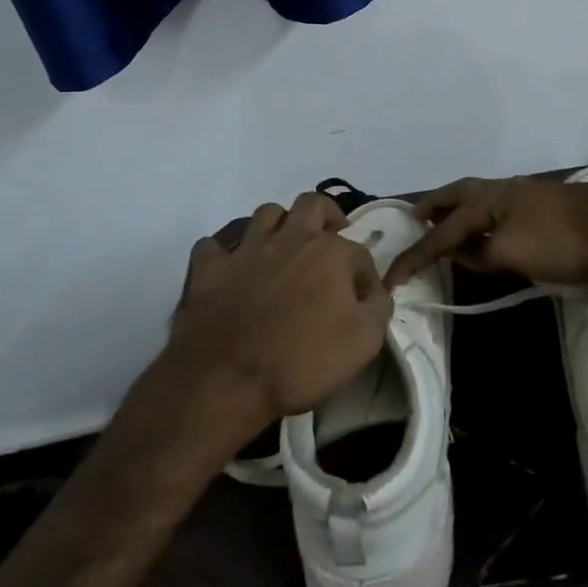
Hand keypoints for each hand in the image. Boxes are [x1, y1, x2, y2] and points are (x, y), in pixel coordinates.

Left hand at [164, 192, 388, 434]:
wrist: (228, 382)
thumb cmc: (302, 362)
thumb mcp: (364, 342)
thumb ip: (378, 307)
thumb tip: (375, 291)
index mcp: (329, 252)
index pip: (358, 251)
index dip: (364, 275)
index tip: (362, 300)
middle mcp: (289, 238)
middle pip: (311, 204)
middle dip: (326, 217)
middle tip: (328, 242)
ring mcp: (246, 249)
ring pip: (266, 213)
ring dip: (278, 226)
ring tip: (283, 249)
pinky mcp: (210, 267)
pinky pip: (214, 243)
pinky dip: (225, 251)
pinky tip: (232, 268)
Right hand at [386, 175, 587, 288]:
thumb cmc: (562, 240)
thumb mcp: (513, 254)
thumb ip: (481, 254)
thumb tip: (461, 252)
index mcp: (486, 201)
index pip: (441, 233)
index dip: (415, 256)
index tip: (391, 279)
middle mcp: (500, 190)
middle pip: (456, 195)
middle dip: (433, 206)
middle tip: (414, 217)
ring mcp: (523, 193)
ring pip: (478, 197)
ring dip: (456, 207)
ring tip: (446, 220)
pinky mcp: (542, 202)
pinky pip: (495, 205)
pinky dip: (479, 213)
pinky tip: (490, 226)